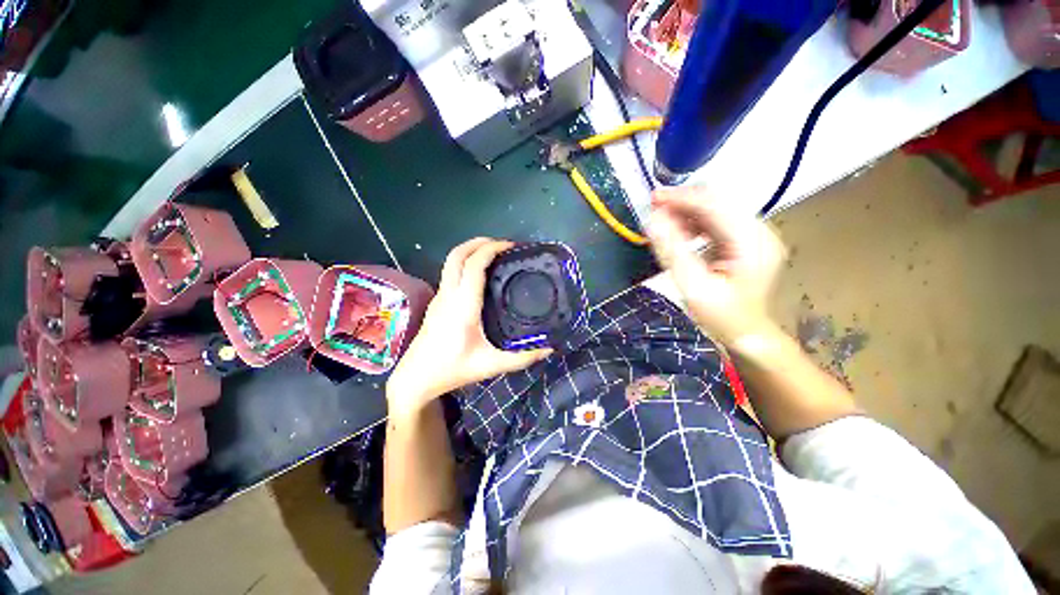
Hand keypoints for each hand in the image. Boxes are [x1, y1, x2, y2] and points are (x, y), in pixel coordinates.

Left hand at [386, 238, 552, 414]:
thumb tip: (549, 348)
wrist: (417, 377)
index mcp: (463, 305)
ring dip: (471, 250)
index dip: (492, 249)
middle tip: (503, 245)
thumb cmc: (453, 369)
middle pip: (457, 254)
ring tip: (494, 255)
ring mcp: (440, 296)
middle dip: (479, 242)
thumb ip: (522, 358)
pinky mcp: (437, 301)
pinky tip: (481, 276)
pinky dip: (466, 263)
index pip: (474, 265)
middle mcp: (449, 294)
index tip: (512, 247)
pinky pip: (451, 272)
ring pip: (451, 261)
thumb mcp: (491, 365)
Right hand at [647, 186, 786, 346]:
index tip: (653, 199)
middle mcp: (758, 232)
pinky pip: (716, 222)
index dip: (682, 198)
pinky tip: (678, 233)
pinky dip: (693, 224)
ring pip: (715, 210)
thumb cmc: (722, 316)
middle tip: (654, 209)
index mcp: (752, 242)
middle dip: (683, 203)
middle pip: (717, 202)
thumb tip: (652, 221)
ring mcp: (753, 235)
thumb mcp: (693, 286)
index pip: (715, 206)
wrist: (746, 333)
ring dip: (686, 213)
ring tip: (662, 223)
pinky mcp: (744, 241)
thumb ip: (672, 251)